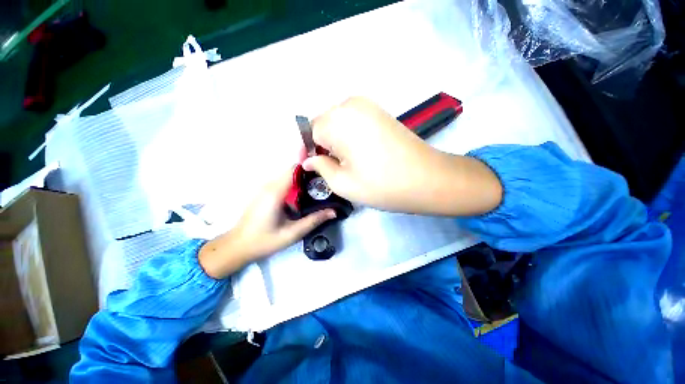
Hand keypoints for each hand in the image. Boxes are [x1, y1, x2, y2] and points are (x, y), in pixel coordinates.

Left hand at [198, 168, 335, 278]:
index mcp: (275, 192)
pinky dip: (294, 185)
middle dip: (309, 175)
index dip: (310, 168)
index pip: (294, 169)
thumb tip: (333, 211)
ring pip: (287, 176)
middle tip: (325, 184)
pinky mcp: (264, 193)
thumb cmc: (264, 241)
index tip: (325, 174)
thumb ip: (313, 220)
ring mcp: (265, 188)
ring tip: (317, 189)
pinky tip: (303, 196)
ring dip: (302, 180)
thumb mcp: (292, 233)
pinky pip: (282, 182)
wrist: (237, 246)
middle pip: (292, 171)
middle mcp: (269, 185)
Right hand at [303, 97, 501, 215]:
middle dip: (321, 145)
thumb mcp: (343, 183)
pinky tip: (358, 153)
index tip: (311, 168)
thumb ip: (320, 168)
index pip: (310, 132)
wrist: (428, 179)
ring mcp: (368, 105)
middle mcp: (351, 104)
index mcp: (338, 120)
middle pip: (324, 124)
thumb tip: (308, 161)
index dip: (308, 151)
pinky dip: (349, 136)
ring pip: (338, 122)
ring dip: (335, 141)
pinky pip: (353, 121)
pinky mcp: (380, 112)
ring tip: (344, 162)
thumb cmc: (382, 185)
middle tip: (328, 167)